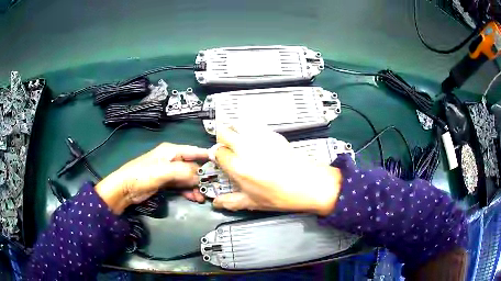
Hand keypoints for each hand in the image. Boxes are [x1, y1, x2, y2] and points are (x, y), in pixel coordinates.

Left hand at [95, 143, 207, 213]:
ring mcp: (169, 172)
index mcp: (172, 151)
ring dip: (196, 186)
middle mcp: (172, 159)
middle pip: (193, 166)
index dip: (208, 157)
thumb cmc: (142, 175)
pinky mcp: (166, 183)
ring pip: (188, 177)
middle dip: (203, 177)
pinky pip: (182, 186)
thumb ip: (184, 171)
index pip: (194, 151)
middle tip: (213, 188)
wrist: (125, 189)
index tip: (223, 166)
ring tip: (203, 197)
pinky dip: (188, 191)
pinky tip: (194, 198)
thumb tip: (201, 176)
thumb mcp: (164, 171)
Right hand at [211, 125, 342, 215]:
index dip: (216, 155)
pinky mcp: (273, 134)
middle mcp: (247, 149)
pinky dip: (250, 128)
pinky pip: (255, 125)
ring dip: (234, 129)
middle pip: (223, 131)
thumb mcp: (254, 202)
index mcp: (239, 167)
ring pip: (238, 123)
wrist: (310, 184)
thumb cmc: (283, 195)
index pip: (218, 152)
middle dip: (221, 138)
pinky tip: (255, 140)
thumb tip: (217, 203)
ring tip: (238, 139)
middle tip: (226, 147)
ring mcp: (261, 139)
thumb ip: (231, 201)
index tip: (220, 159)